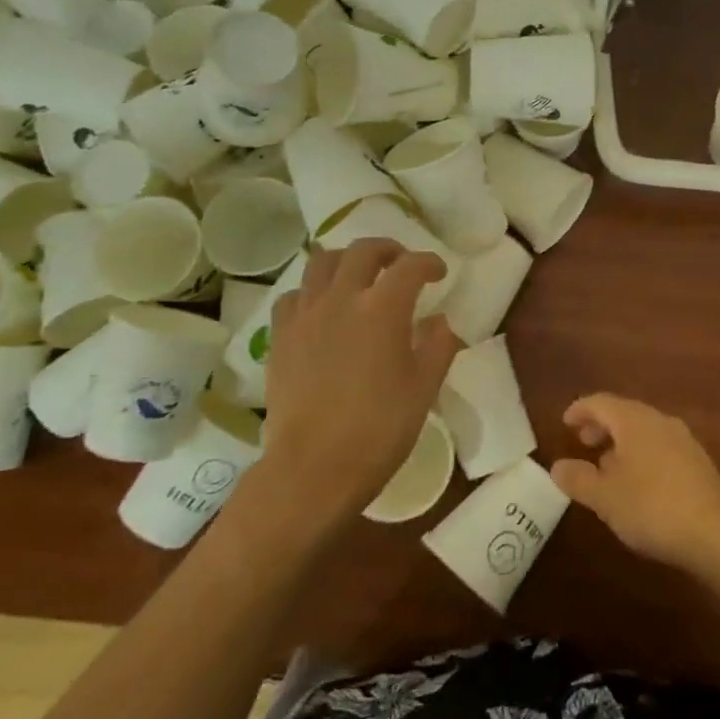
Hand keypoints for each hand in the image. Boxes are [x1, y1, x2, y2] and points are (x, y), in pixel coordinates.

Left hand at [229, 239, 460, 538]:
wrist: (313, 469)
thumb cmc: (379, 429)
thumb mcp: (424, 388)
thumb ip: (439, 346)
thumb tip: (439, 321)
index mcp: (383, 308)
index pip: (411, 266)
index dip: (429, 263)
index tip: (438, 273)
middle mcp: (342, 298)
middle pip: (363, 251)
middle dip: (388, 250)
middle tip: (400, 264)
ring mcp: (306, 315)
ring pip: (322, 262)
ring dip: (346, 260)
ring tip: (358, 276)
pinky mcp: (280, 336)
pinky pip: (295, 295)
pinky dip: (313, 291)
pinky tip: (322, 308)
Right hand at [551, 393, 719, 575]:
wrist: (714, 532)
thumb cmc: (651, 507)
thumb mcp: (605, 497)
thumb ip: (578, 479)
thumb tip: (557, 466)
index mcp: (634, 421)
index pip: (601, 403)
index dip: (580, 410)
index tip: (566, 422)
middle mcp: (660, 421)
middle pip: (624, 413)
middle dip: (601, 426)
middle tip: (584, 442)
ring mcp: (683, 439)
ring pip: (644, 430)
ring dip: (622, 442)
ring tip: (607, 466)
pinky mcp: (697, 461)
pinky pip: (661, 446)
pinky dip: (642, 453)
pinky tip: (638, 481)